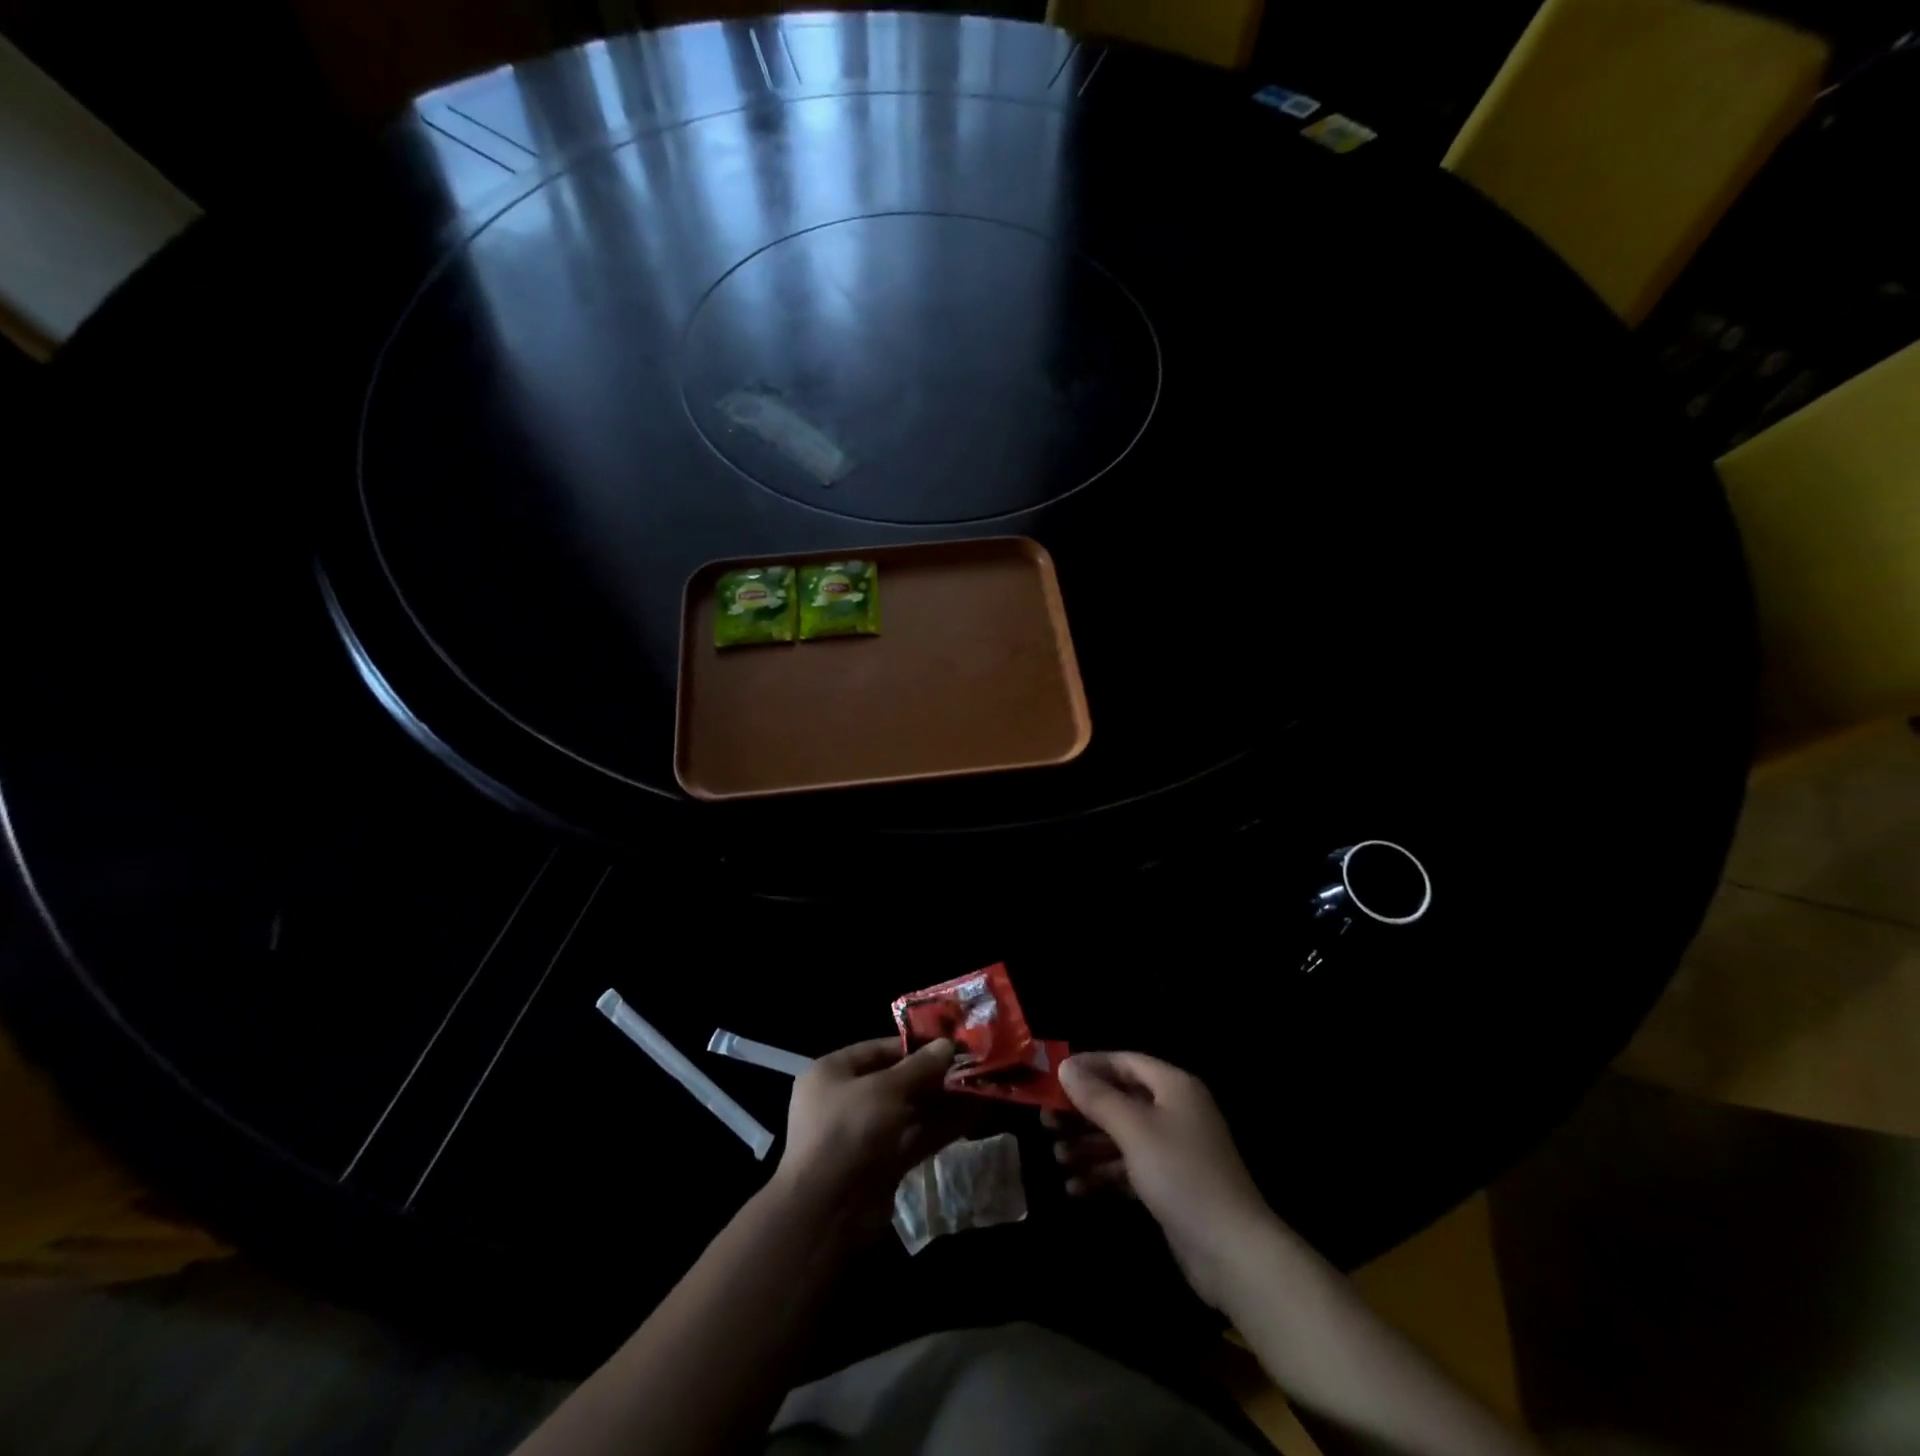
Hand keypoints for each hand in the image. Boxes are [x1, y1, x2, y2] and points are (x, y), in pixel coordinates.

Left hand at [773, 1037, 966, 1237]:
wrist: (826, 1212)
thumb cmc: (849, 1131)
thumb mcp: (885, 1090)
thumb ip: (920, 1067)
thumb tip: (948, 1043)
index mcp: (834, 1073)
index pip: (879, 1050)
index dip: (915, 1046)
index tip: (951, 1043)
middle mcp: (847, 1100)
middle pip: (897, 1081)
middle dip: (934, 1075)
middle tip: (972, 1066)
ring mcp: (865, 1135)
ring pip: (909, 1111)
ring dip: (943, 1101)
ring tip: (980, 1087)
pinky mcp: (882, 1164)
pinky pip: (914, 1137)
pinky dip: (940, 1127)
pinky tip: (972, 1115)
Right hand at [1051, 1052, 1275, 1308]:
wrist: (1233, 1252)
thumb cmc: (1181, 1174)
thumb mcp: (1134, 1130)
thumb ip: (1097, 1097)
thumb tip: (1065, 1067)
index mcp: (1173, 1086)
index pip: (1124, 1062)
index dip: (1088, 1066)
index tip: (1053, 1078)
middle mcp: (1175, 1111)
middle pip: (1120, 1100)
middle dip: (1083, 1112)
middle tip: (1046, 1122)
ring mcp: (1174, 1150)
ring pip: (1122, 1136)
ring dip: (1088, 1146)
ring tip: (1057, 1158)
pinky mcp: (1170, 1185)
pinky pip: (1129, 1169)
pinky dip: (1104, 1175)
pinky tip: (1075, 1188)